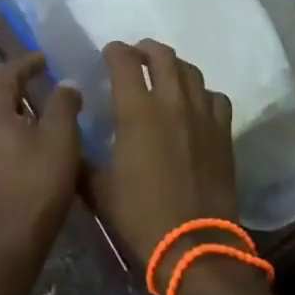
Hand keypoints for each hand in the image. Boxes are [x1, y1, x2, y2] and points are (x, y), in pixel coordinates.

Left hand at [0, 53, 82, 267]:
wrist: (11, 242)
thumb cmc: (39, 183)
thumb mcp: (61, 137)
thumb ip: (64, 103)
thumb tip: (65, 84)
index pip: (5, 73)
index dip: (27, 62)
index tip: (46, 59)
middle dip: (16, 85)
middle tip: (42, 85)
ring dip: (10, 108)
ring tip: (36, 113)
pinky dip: (5, 129)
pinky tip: (25, 142)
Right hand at [89, 39, 237, 269]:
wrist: (194, 245)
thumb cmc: (141, 216)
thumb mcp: (100, 190)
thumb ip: (83, 160)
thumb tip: (71, 142)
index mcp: (136, 111)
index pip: (124, 62)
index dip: (115, 51)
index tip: (109, 53)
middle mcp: (171, 102)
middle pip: (162, 56)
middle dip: (146, 49)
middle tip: (137, 55)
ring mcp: (202, 115)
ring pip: (191, 72)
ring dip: (174, 66)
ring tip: (165, 73)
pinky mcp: (223, 132)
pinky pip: (215, 98)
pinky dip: (203, 93)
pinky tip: (196, 104)